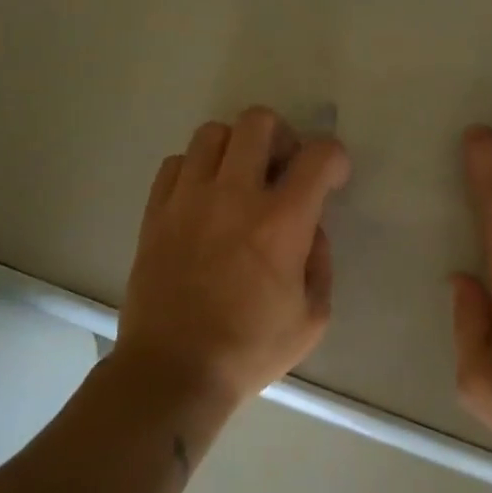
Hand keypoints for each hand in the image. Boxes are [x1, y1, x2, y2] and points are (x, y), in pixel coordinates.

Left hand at [116, 107, 350, 405]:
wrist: (173, 370)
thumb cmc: (250, 349)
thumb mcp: (313, 317)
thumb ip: (321, 262)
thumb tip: (311, 229)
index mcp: (281, 222)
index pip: (318, 155)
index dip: (335, 158)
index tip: (333, 178)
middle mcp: (234, 196)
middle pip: (257, 122)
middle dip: (282, 135)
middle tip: (283, 169)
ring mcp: (188, 200)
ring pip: (212, 133)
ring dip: (236, 147)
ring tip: (241, 179)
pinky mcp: (156, 212)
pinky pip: (175, 163)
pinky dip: (196, 168)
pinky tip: (204, 198)